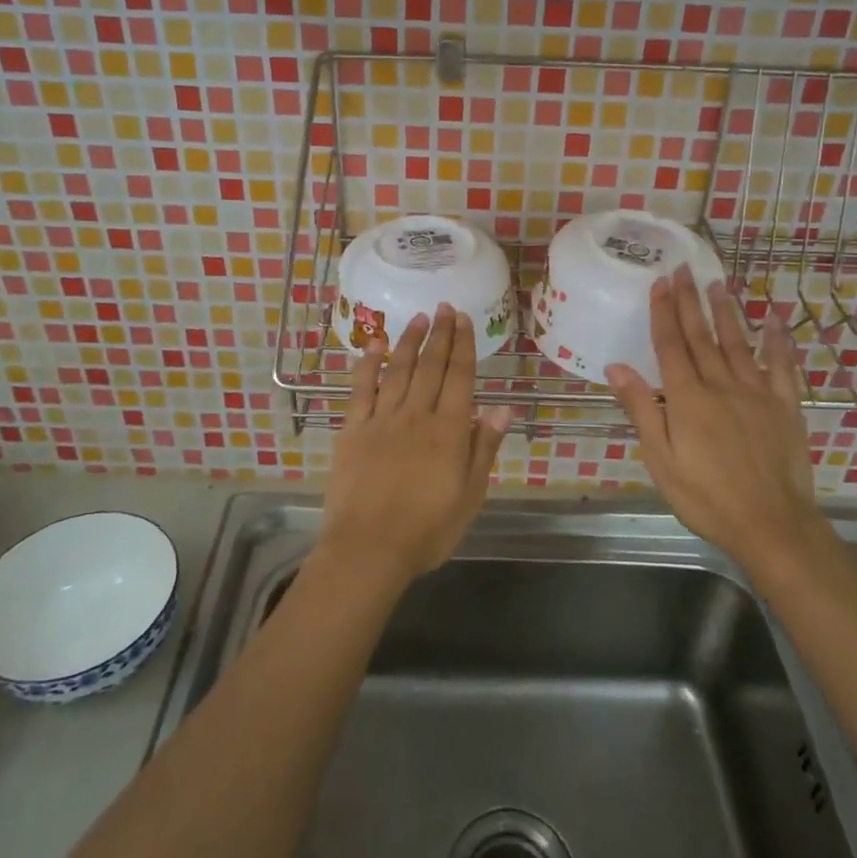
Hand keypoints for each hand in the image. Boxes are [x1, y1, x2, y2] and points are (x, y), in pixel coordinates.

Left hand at [317, 305, 514, 589]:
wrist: (369, 549)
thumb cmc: (428, 529)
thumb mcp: (470, 495)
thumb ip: (484, 448)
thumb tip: (503, 407)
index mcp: (449, 431)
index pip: (460, 377)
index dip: (463, 345)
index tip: (464, 319)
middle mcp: (416, 415)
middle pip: (431, 367)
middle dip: (440, 335)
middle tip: (444, 308)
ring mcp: (382, 420)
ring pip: (398, 371)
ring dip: (409, 342)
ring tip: (419, 319)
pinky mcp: (353, 430)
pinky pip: (361, 389)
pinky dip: (367, 365)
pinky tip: (373, 345)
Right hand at [606, 265, 824, 573]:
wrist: (771, 524)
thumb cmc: (706, 497)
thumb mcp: (661, 460)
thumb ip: (642, 410)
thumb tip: (616, 368)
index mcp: (687, 398)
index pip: (670, 346)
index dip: (663, 312)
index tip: (660, 282)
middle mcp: (721, 385)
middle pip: (701, 336)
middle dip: (690, 301)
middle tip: (683, 269)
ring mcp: (757, 392)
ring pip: (738, 343)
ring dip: (726, 312)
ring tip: (717, 284)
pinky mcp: (785, 405)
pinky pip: (782, 366)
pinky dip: (778, 341)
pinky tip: (774, 319)